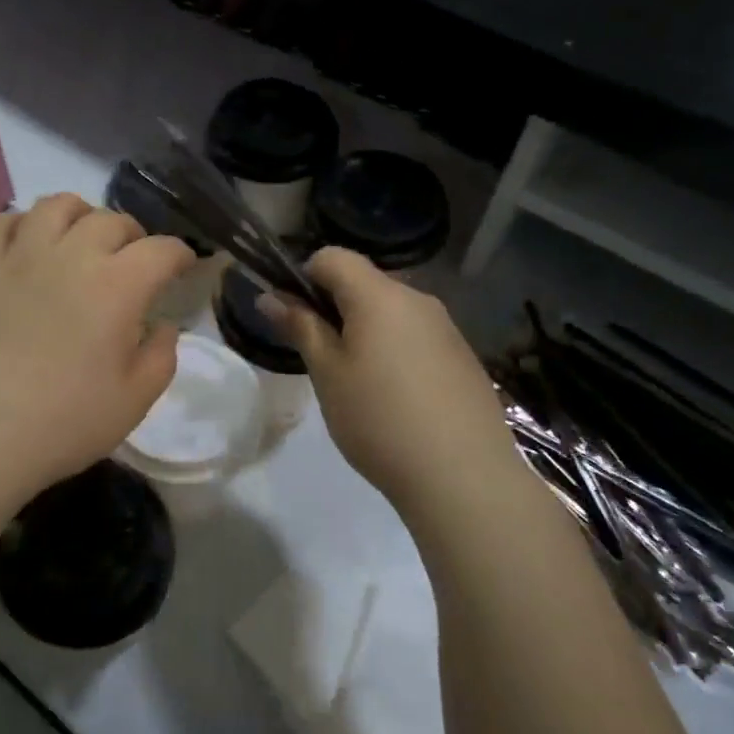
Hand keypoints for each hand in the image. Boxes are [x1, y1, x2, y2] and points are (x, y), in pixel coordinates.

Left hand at [0, 194, 195, 511]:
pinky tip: (27, 245)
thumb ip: (161, 356)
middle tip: (134, 262)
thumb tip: (163, 326)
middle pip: (111, 220)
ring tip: (82, 239)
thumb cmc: (64, 424)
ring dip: (80, 215)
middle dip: (134, 236)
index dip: (180, 255)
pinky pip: (0, 223)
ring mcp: (19, 258)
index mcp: (117, 286)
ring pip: (56, 206)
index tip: (184, 268)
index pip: (161, 250)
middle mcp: (70, 256)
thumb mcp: (134, 401)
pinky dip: (21, 224)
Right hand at [270, 248, 521, 511]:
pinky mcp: (463, 357)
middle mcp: (418, 299)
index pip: (333, 256)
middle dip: (334, 308)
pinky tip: (396, 400)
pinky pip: (416, 337)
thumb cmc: (379, 420)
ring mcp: (446, 328)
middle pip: (364, 283)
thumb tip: (270, 296)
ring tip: (358, 385)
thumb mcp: (327, 374)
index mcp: (380, 296)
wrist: (463, 476)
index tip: (295, 319)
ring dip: (365, 332)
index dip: (304, 277)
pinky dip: (395, 352)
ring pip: (391, 312)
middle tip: (321, 359)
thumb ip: (300, 327)